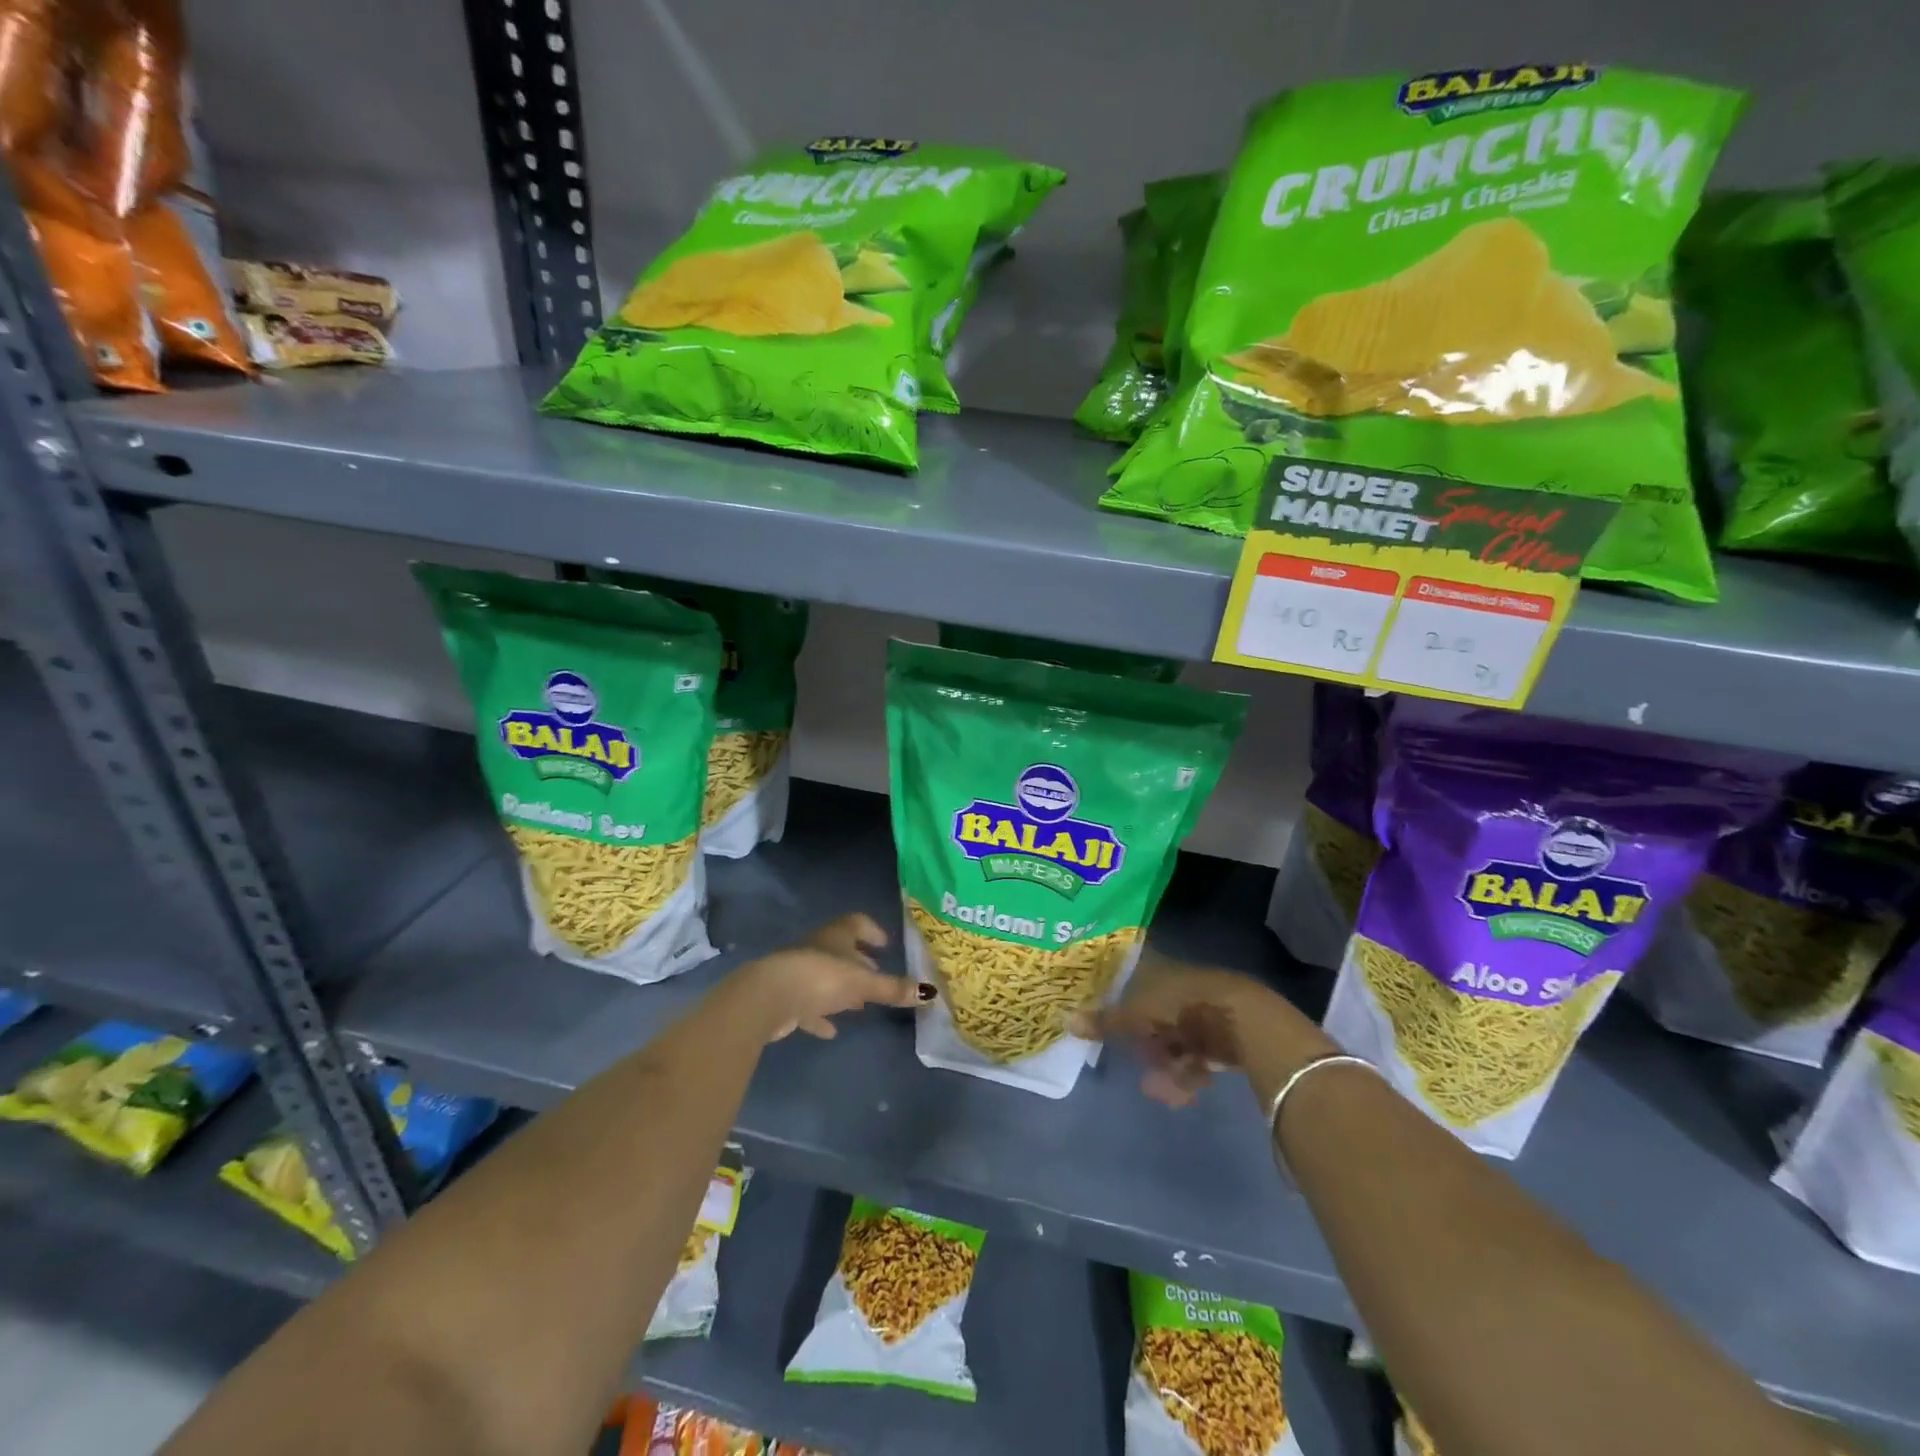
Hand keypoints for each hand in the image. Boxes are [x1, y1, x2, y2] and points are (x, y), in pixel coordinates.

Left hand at [735, 913, 928, 1042]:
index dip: (872, 930)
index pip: (857, 923)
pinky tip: (831, 1030)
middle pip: (842, 951)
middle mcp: (817, 948)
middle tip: (878, 976)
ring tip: (860, 1004)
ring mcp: (799, 972)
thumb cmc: (820, 978)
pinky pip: (808, 1005)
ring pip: (825, 977)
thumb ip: (892, 989)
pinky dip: (820, 1015)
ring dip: (841, 989)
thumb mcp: (862, 983)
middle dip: (860, 963)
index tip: (885, 944)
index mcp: (836, 936)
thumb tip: (929, 993)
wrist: (768, 998)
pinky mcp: (786, 998)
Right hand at [1073, 951, 1333, 1106]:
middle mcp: (1181, 987)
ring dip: (1166, 1067)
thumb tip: (1068, 1021)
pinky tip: (1185, 1092)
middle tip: (1141, 1064)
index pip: (1133, 980)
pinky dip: (1188, 1074)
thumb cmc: (1183, 1006)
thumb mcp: (1137, 1013)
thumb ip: (1106, 1020)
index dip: (1120, 1001)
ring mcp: (1204, 1010)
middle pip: (1155, 1015)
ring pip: (1176, 1041)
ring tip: (1162, 1090)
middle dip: (1147, 1045)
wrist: (1243, 1020)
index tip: (1108, 1023)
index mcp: (1160, 971)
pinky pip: (1198, 1056)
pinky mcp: (1224, 1035)